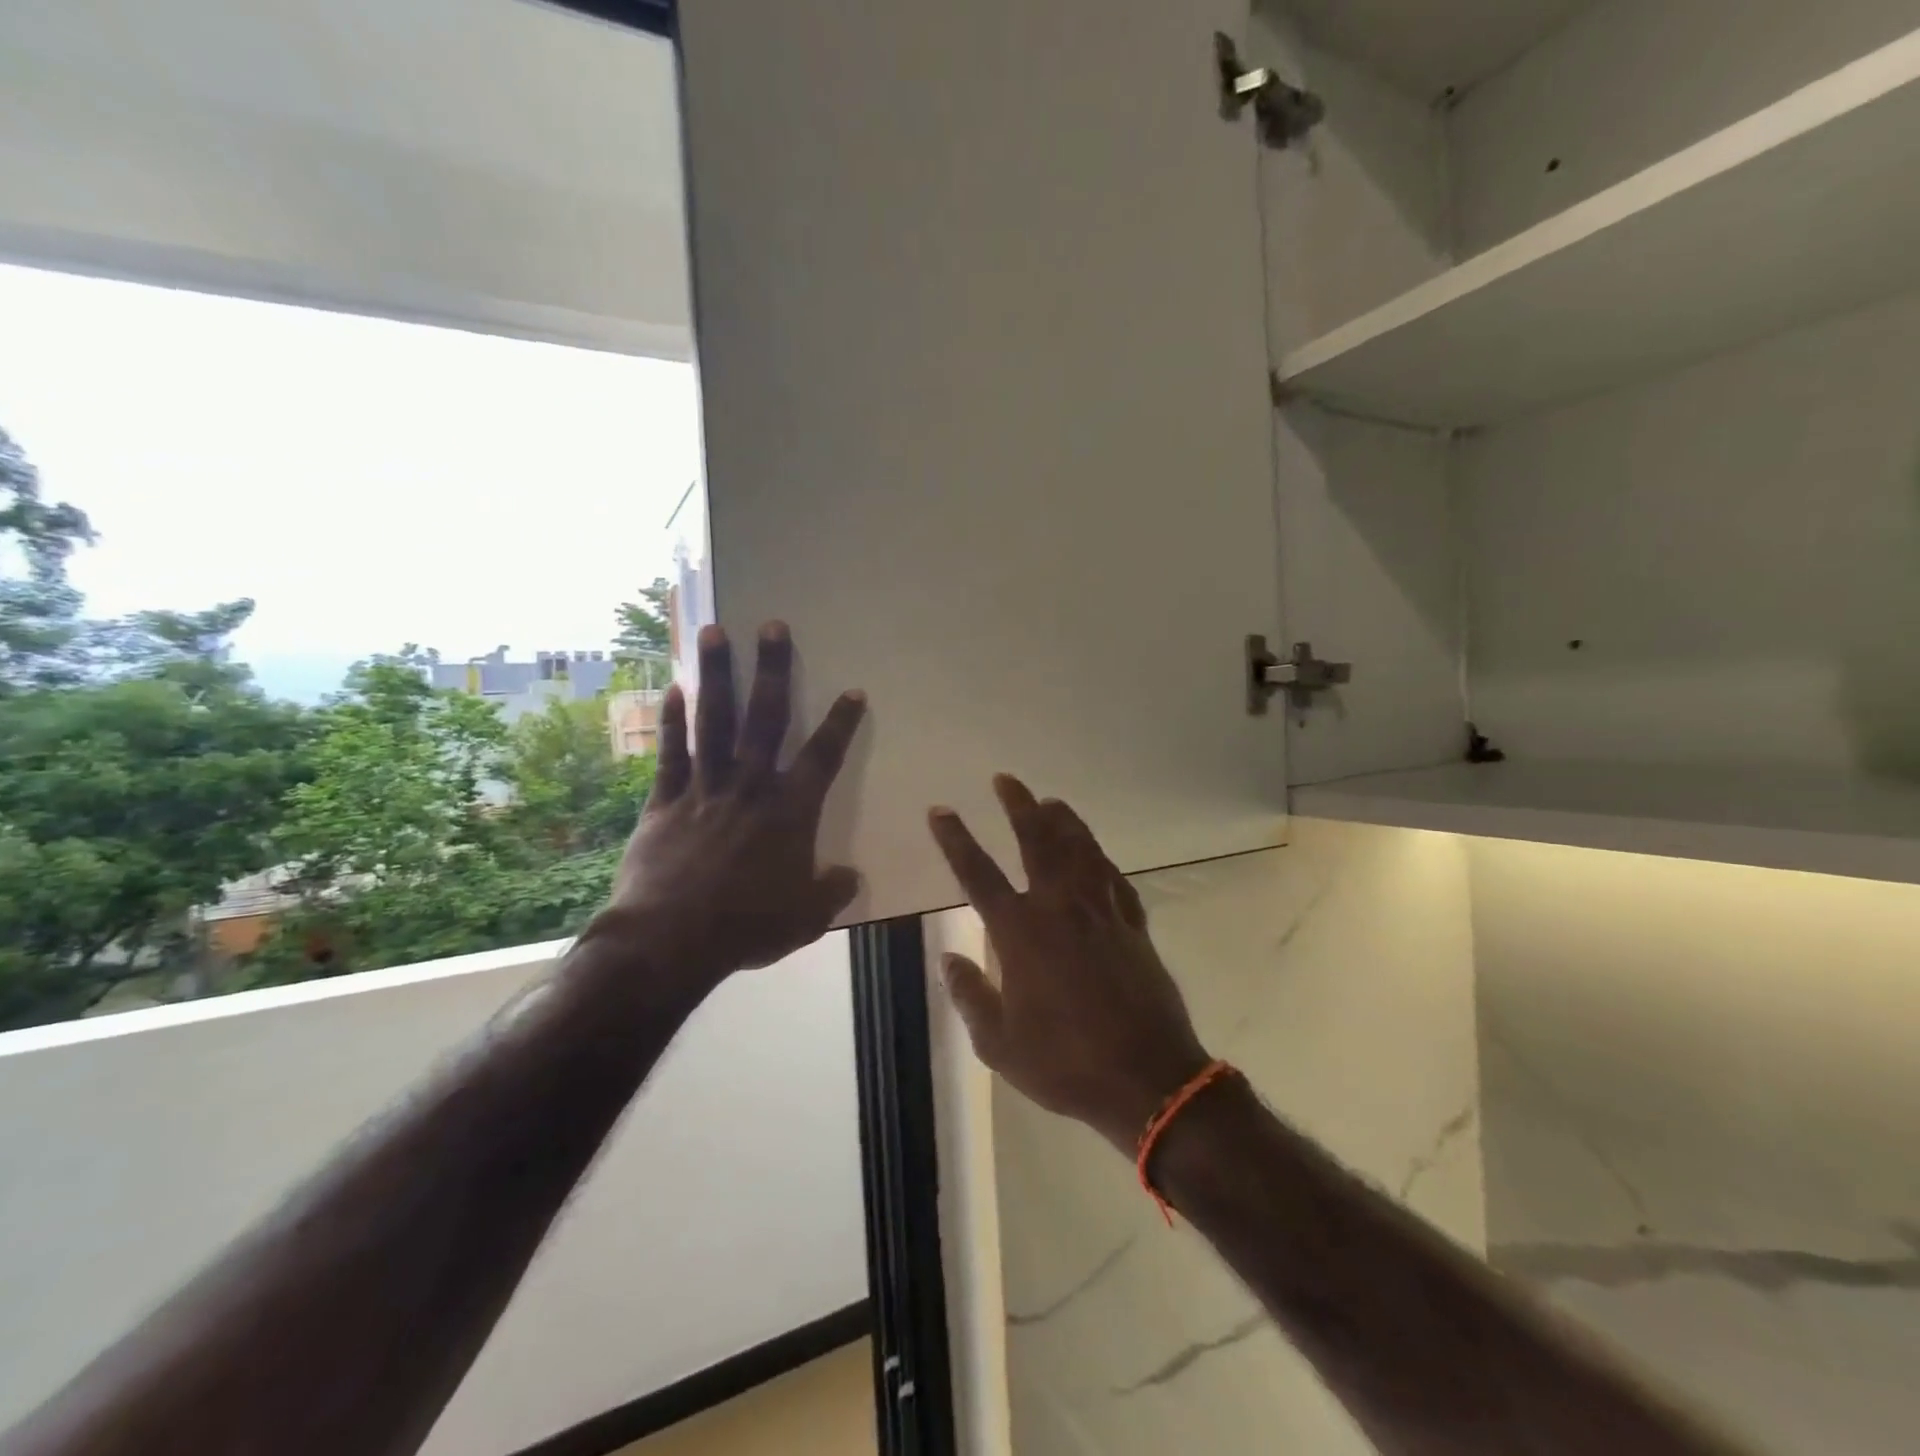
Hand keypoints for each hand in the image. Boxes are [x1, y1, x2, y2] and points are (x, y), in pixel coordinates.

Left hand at [599, 621, 865, 986]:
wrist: (671, 941)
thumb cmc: (747, 927)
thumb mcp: (806, 918)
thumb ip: (832, 891)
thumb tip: (850, 877)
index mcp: (790, 811)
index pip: (823, 756)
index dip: (841, 723)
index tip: (852, 691)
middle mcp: (750, 787)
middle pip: (765, 717)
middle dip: (772, 669)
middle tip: (772, 625)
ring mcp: (704, 789)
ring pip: (713, 721)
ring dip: (716, 675)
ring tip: (714, 631)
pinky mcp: (663, 801)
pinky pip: (670, 752)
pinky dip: (672, 720)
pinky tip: (674, 688)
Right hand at [928, 775, 1211, 1153]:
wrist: (1147, 1078)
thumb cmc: (1065, 1063)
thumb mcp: (999, 1044)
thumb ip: (970, 995)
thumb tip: (948, 958)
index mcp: (1020, 933)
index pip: (978, 874)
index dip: (956, 840)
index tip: (941, 811)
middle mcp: (1059, 908)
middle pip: (1037, 841)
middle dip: (1018, 807)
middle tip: (1006, 780)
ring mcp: (1101, 911)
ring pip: (1080, 849)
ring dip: (1063, 820)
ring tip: (1050, 801)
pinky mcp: (1132, 924)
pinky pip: (1113, 877)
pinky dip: (1099, 857)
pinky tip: (1094, 851)